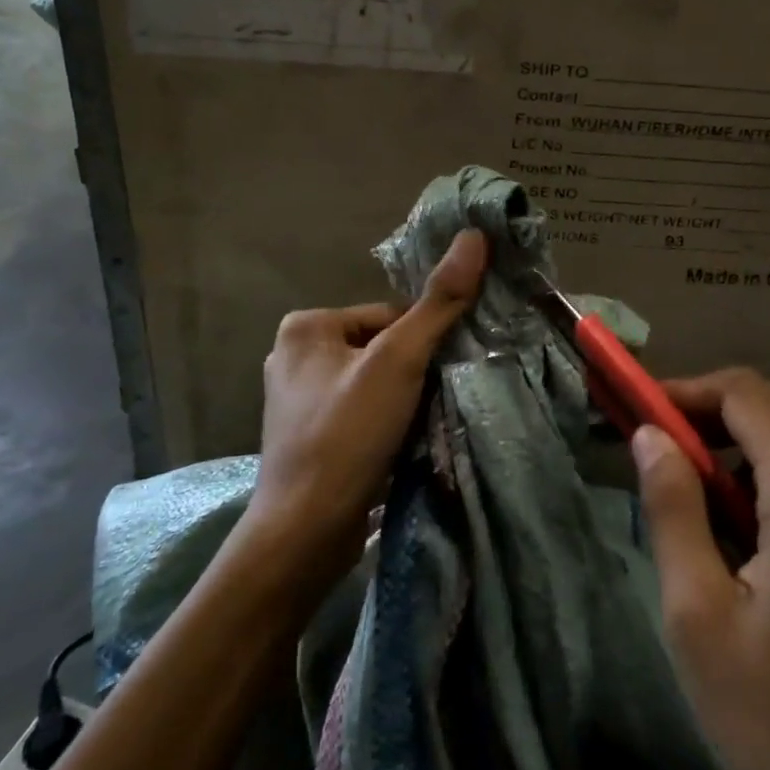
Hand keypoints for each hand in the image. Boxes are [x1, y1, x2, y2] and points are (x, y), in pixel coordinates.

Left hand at [248, 229, 487, 598]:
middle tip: (428, 408)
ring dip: (403, 403)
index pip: (389, 316)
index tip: (434, 380)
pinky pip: (360, 414)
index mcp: (306, 325)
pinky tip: (396, 450)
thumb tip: (474, 236)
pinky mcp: (307, 438)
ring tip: (414, 432)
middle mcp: (294, 355)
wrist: (304, 534)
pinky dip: (384, 427)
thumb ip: (439, 302)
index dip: (422, 345)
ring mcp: (298, 401)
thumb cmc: (346, 435)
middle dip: (413, 376)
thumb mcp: (398, 362)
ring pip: (375, 384)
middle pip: (383, 350)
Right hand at [632, 369, 769, 769]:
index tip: (634, 414)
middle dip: (709, 423)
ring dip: (744, 457)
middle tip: (655, 462)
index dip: (682, 392)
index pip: (743, 392)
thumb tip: (649, 436)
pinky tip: (758, 542)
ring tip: (698, 510)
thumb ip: (672, 508)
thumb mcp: (700, 619)